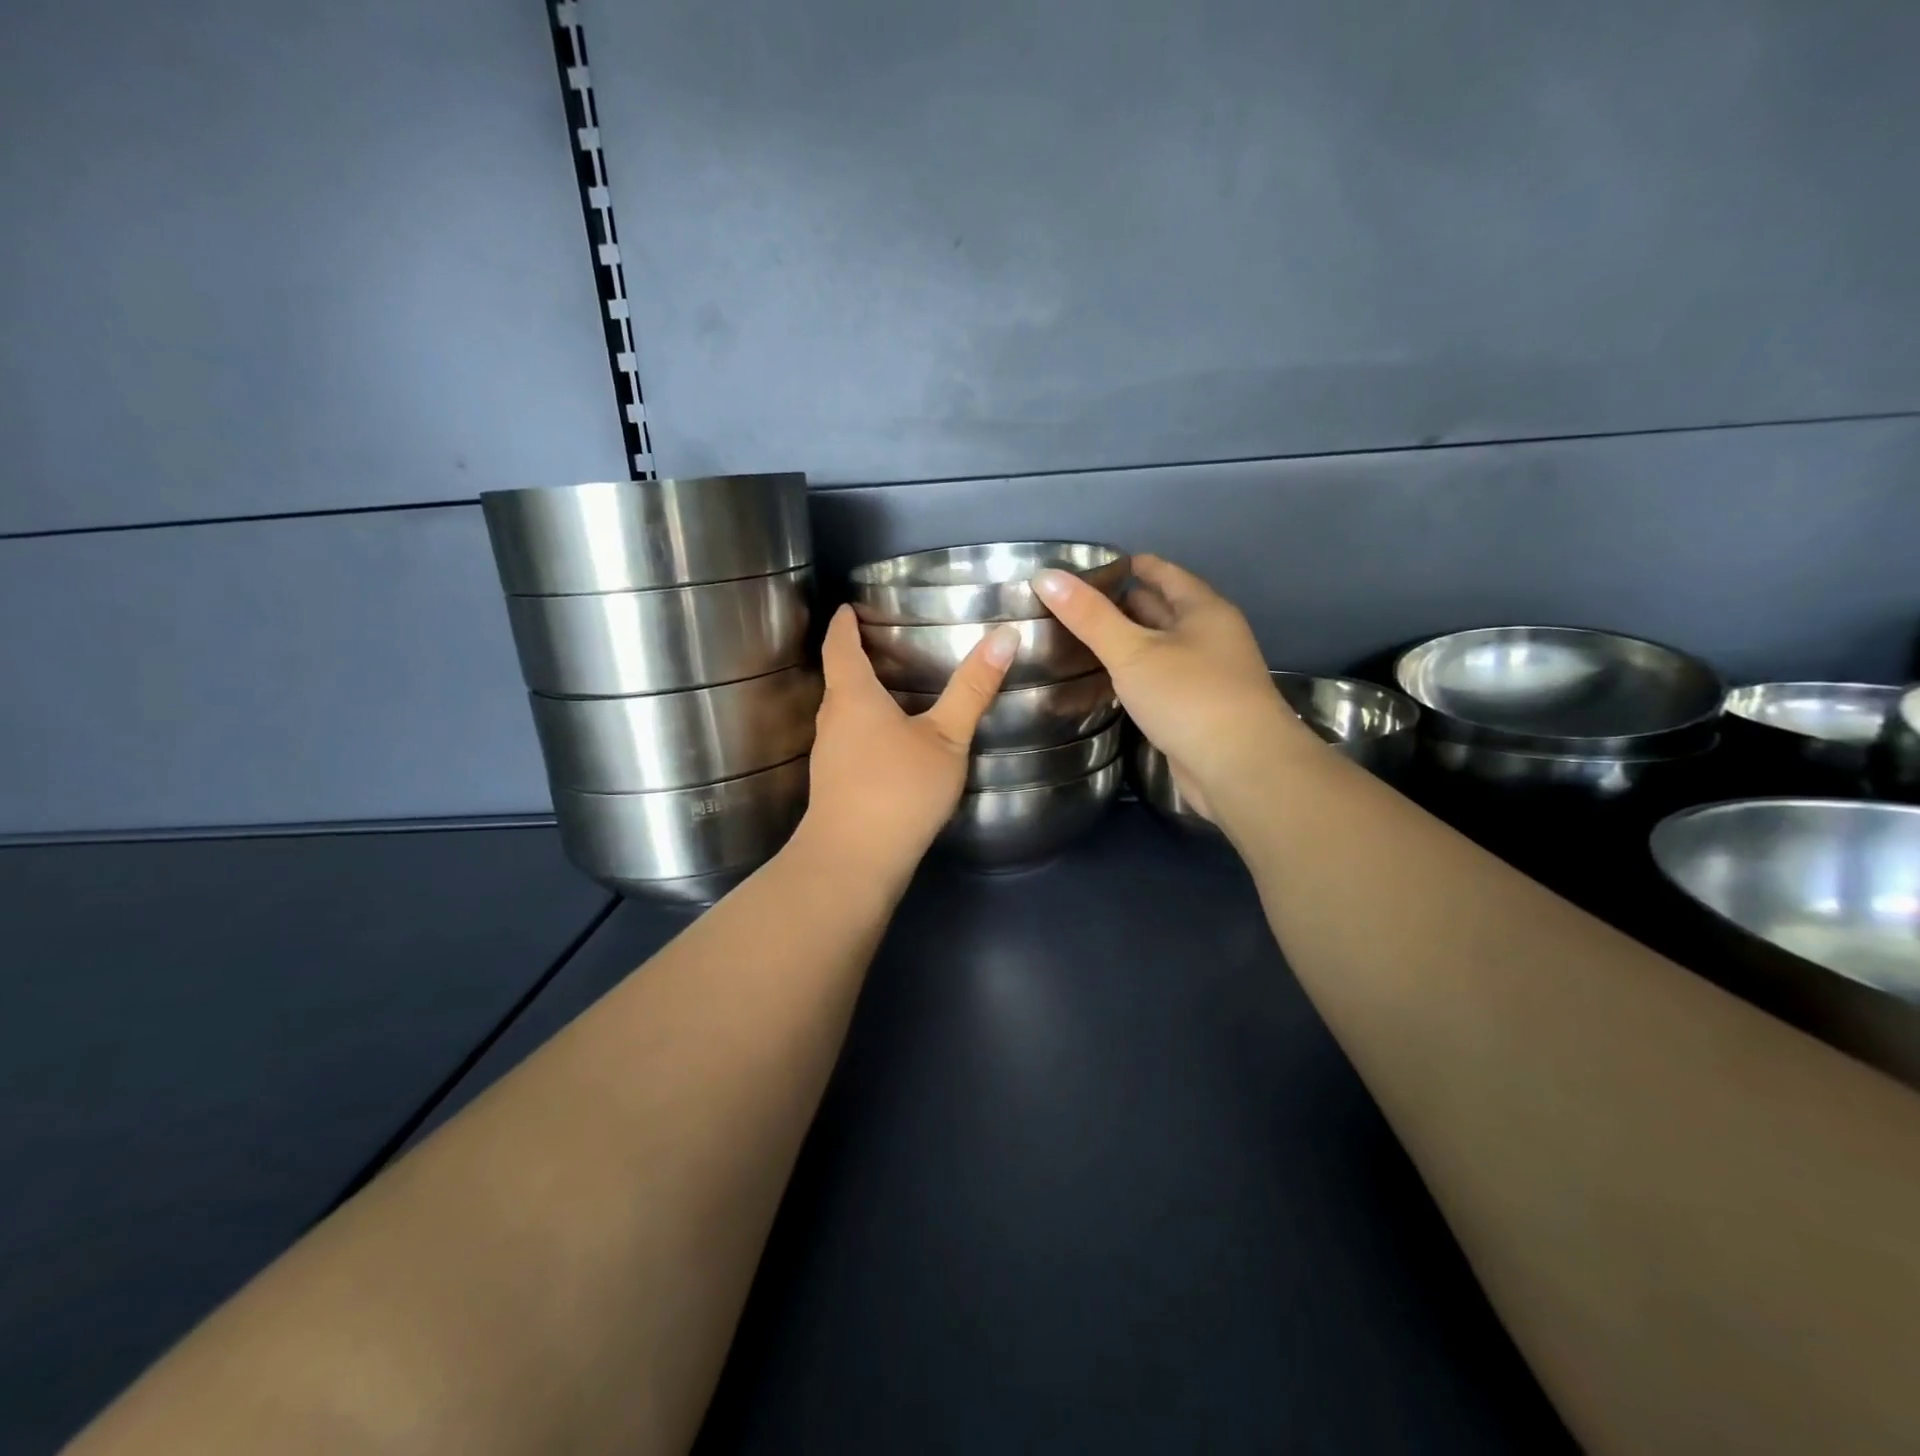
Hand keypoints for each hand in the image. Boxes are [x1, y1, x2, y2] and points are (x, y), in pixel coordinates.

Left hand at [794, 605, 1016, 886]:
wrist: (854, 861)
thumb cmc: (899, 789)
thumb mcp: (946, 737)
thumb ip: (973, 689)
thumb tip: (1005, 634)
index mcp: (853, 696)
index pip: (840, 645)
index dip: (844, 623)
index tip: (849, 607)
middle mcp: (832, 720)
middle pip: (838, 678)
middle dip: (854, 657)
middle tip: (884, 643)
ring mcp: (828, 755)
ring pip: (841, 712)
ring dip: (860, 695)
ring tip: (893, 688)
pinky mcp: (833, 784)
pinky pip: (847, 740)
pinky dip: (864, 727)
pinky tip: (890, 742)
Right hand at [1033, 555, 1313, 822]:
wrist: (1240, 768)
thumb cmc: (1189, 696)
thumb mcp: (1132, 651)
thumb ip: (1089, 616)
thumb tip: (1045, 575)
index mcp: (1203, 610)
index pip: (1163, 573)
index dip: (1130, 565)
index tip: (1091, 567)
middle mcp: (1210, 637)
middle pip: (1163, 609)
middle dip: (1124, 604)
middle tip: (1075, 605)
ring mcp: (1207, 676)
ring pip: (1161, 648)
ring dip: (1129, 643)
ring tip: (1081, 640)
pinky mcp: (1198, 711)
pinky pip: (1161, 681)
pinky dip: (1135, 676)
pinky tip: (1108, 682)